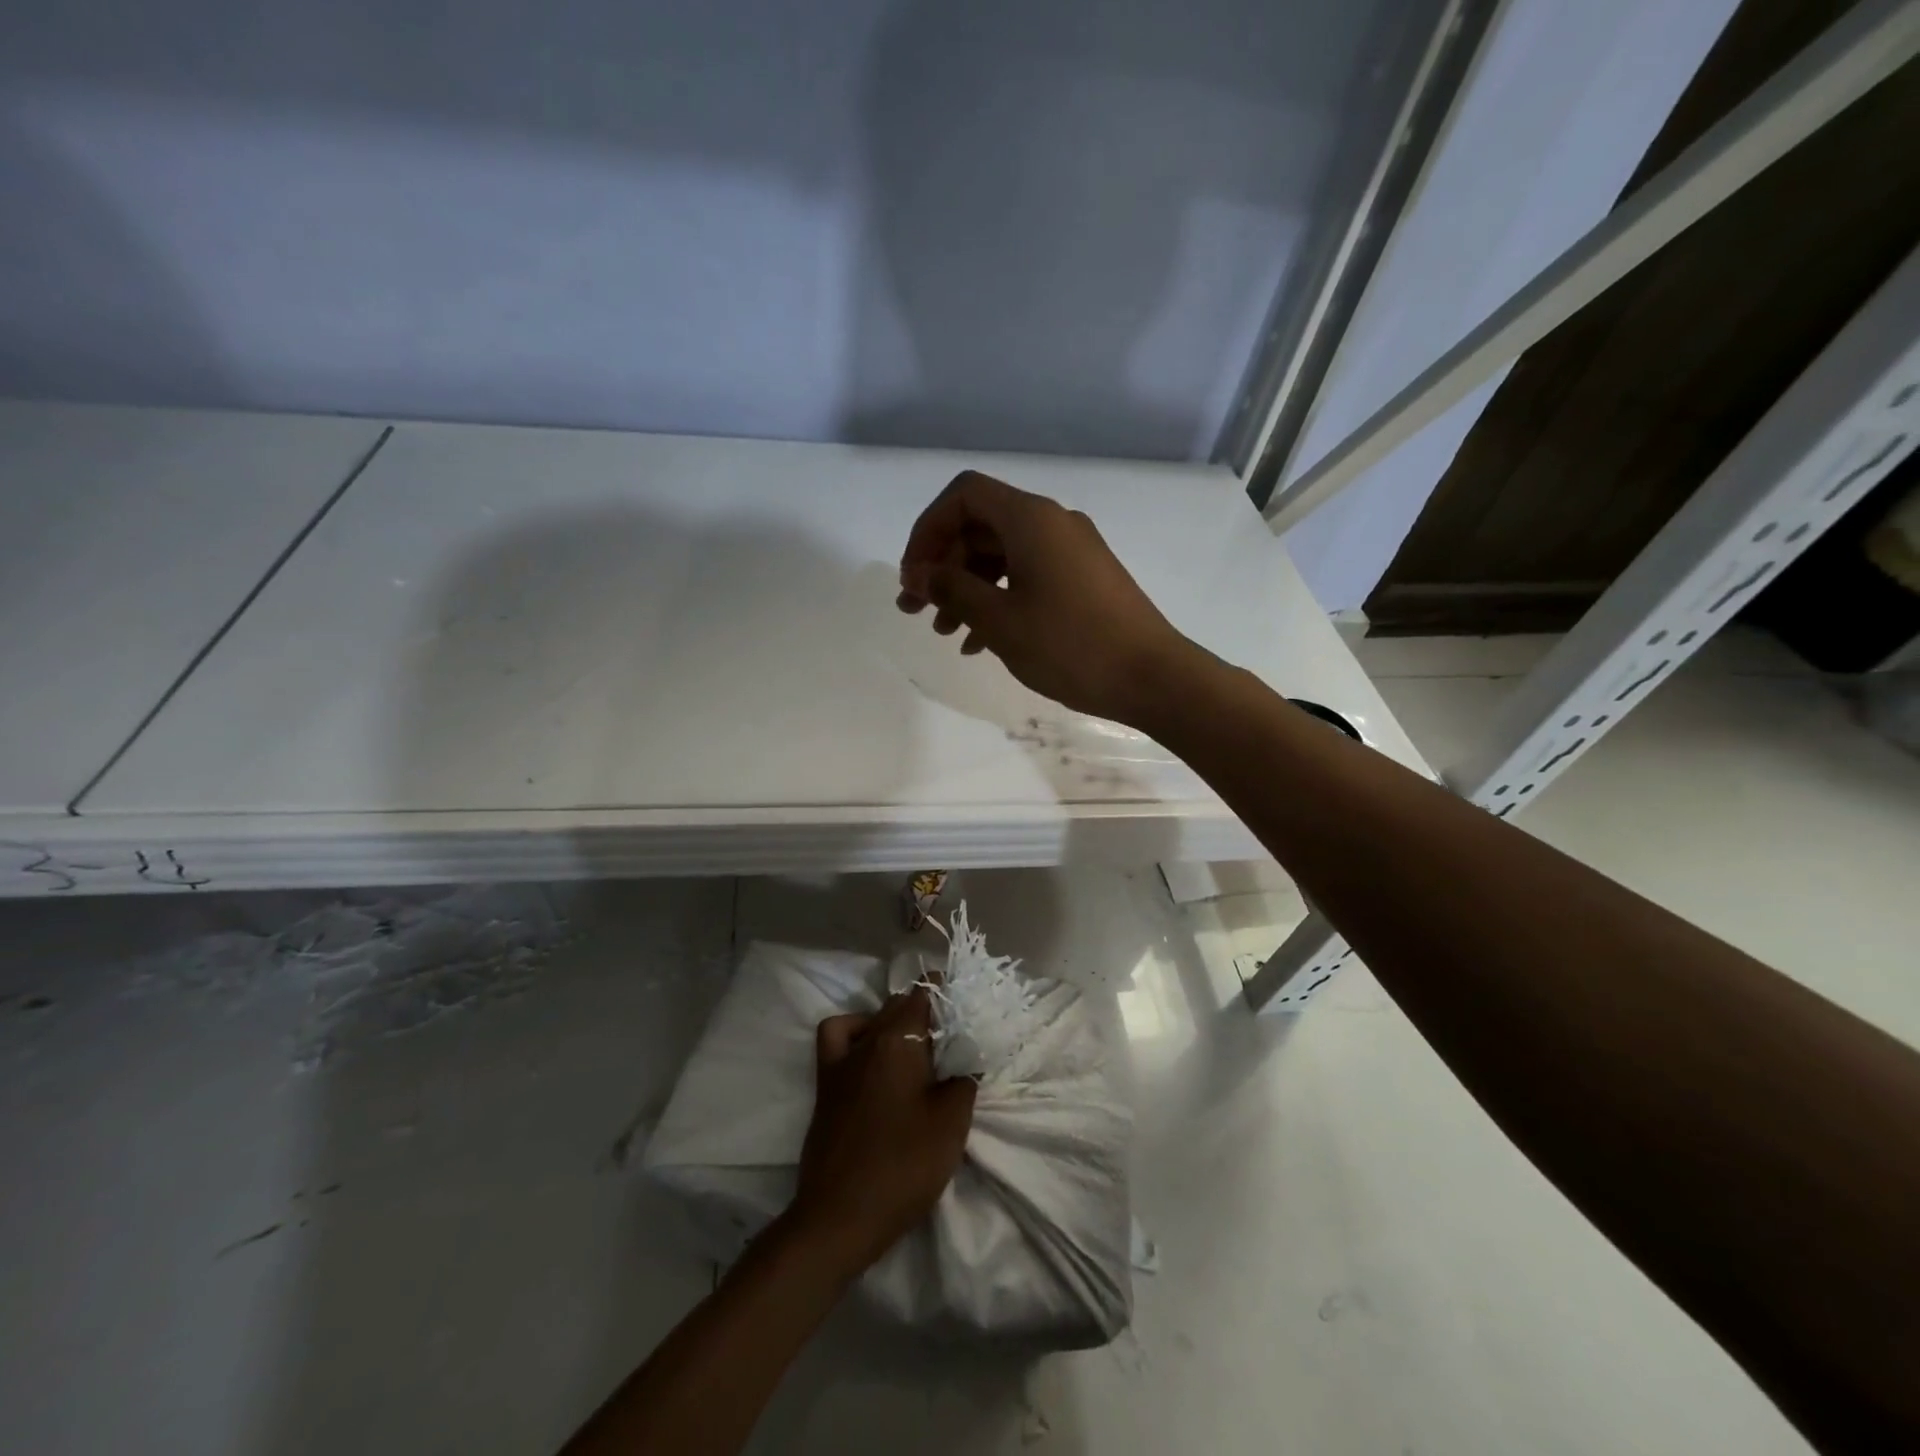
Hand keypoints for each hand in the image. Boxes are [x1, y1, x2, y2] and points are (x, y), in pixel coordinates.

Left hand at [790, 988, 976, 1275]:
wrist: (840, 1217)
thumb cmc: (903, 1166)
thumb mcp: (951, 1123)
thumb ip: (964, 1080)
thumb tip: (967, 1059)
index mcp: (898, 1040)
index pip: (922, 993)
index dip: (945, 990)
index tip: (965, 1000)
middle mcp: (866, 1040)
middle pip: (897, 1004)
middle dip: (925, 1008)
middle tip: (952, 1032)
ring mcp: (840, 1062)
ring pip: (870, 1020)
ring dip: (893, 1021)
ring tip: (916, 1045)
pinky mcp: (825, 1086)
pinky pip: (838, 1039)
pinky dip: (855, 1034)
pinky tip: (871, 1056)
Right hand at [897, 470, 1198, 727]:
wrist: (1152, 678)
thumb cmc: (1070, 646)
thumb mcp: (1000, 621)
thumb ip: (952, 590)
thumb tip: (918, 574)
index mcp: (1031, 519)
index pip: (964, 495)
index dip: (928, 529)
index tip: (913, 575)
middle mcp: (1052, 523)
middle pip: (981, 526)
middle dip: (943, 565)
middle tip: (915, 610)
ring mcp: (1072, 551)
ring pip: (1003, 555)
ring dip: (967, 587)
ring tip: (945, 633)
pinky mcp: (1084, 579)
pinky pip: (1028, 575)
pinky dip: (999, 599)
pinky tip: (980, 643)